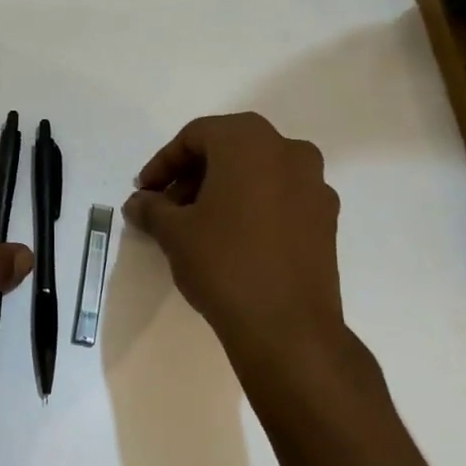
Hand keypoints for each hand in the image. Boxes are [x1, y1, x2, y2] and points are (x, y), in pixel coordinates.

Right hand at [122, 113, 353, 389]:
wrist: (288, 329)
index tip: (145, 193)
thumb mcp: (174, 232)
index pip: (195, 136)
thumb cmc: (224, 263)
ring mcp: (314, 185)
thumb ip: (151, 208)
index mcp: (249, 141)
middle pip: (228, 150)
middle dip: (192, 176)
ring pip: (256, 173)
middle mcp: (288, 151)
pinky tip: (231, 240)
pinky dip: (252, 207)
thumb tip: (139, 203)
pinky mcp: (326, 219)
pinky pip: (280, 197)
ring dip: (222, 190)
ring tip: (195, 226)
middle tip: (166, 208)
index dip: (164, 163)